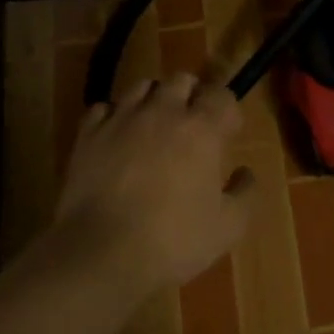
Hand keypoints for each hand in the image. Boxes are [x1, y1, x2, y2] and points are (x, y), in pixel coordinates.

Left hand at [52, 71, 255, 296]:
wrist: (103, 253)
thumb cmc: (174, 240)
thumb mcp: (227, 227)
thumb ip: (244, 193)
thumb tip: (244, 172)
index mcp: (202, 129)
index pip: (221, 95)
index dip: (227, 111)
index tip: (228, 132)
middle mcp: (163, 112)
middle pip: (181, 80)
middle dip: (192, 95)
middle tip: (192, 124)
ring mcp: (121, 119)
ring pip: (141, 87)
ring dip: (154, 99)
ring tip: (154, 125)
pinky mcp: (88, 134)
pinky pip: (103, 108)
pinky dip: (114, 116)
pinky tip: (117, 136)